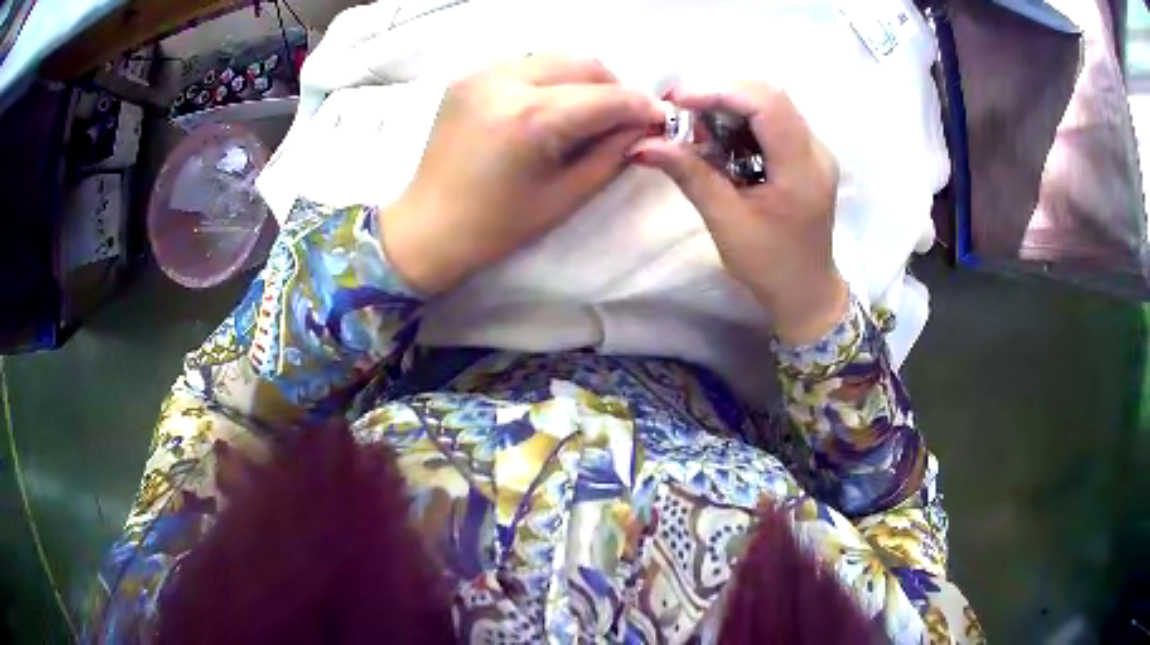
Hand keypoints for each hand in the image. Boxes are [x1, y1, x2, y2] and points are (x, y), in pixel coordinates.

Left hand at [381, 56, 663, 294]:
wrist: (429, 226)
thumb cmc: (497, 226)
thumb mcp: (566, 196)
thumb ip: (611, 154)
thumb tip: (644, 126)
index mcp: (530, 118)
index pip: (606, 97)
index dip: (640, 107)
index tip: (661, 119)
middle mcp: (505, 81)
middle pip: (583, 63)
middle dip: (613, 88)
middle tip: (620, 120)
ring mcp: (481, 73)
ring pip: (556, 57)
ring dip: (582, 81)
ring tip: (584, 115)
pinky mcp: (468, 76)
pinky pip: (526, 65)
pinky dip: (549, 80)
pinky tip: (548, 109)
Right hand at [630, 83, 848, 344]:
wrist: (806, 290)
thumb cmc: (769, 265)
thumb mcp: (726, 223)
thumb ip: (690, 175)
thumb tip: (644, 143)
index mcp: (802, 170)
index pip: (767, 104)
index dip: (719, 90)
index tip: (676, 100)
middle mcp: (816, 150)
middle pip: (769, 95)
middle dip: (719, 93)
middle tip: (678, 110)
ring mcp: (814, 149)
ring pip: (769, 102)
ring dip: (727, 104)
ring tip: (693, 124)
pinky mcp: (805, 153)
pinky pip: (771, 119)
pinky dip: (738, 118)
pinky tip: (717, 137)